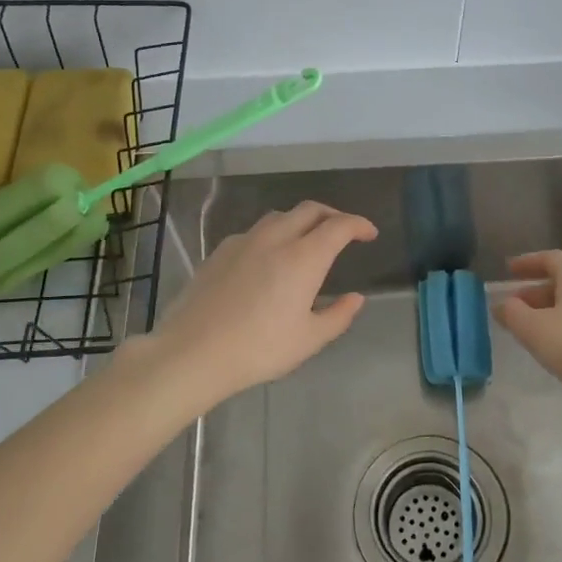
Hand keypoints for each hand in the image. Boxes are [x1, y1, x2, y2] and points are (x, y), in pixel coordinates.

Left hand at [127, 201, 377, 407]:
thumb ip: (338, 315)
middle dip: (332, 215)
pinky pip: (255, 232)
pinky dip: (273, 235)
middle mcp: (275, 238)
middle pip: (309, 210)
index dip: (359, 224)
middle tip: (343, 232)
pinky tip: (268, 259)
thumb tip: (356, 298)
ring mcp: (244, 241)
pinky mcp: (220, 251)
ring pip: (280, 216)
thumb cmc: (258, 349)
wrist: (192, 352)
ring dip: (301, 221)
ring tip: (307, 242)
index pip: (339, 225)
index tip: (369, 234)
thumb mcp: (309, 340)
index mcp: (303, 257)